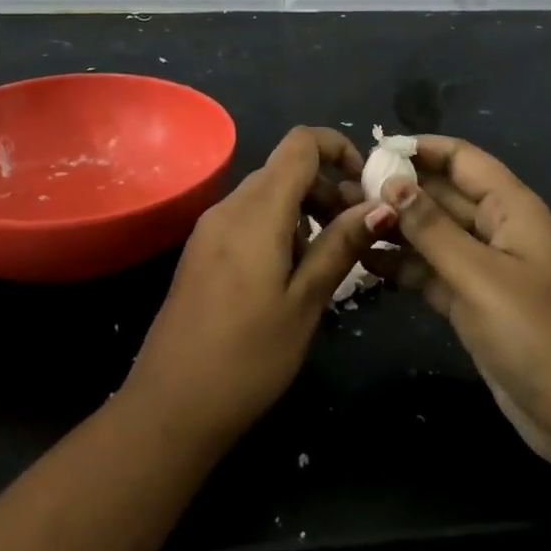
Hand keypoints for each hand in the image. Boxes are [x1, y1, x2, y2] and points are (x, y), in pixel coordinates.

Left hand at [122, 126, 396, 450]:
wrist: (170, 406)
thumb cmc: (247, 359)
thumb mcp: (305, 302)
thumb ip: (341, 245)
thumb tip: (381, 205)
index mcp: (257, 211)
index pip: (301, 143)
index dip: (338, 148)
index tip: (366, 185)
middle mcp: (229, 207)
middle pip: (285, 168)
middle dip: (326, 188)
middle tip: (356, 233)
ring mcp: (210, 228)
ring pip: (267, 194)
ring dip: (304, 210)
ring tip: (327, 261)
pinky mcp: (202, 250)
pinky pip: (248, 217)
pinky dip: (279, 227)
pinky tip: (290, 274)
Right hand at [361, 135, 550, 472]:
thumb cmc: (536, 334)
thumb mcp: (480, 276)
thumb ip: (431, 228)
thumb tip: (390, 183)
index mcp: (510, 207)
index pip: (460, 158)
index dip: (419, 149)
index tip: (370, 151)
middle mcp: (495, 228)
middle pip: (441, 193)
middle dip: (397, 189)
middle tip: (343, 190)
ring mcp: (482, 266)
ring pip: (431, 232)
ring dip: (393, 227)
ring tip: (343, 221)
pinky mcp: (469, 299)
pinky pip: (429, 269)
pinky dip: (401, 265)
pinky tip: (363, 261)